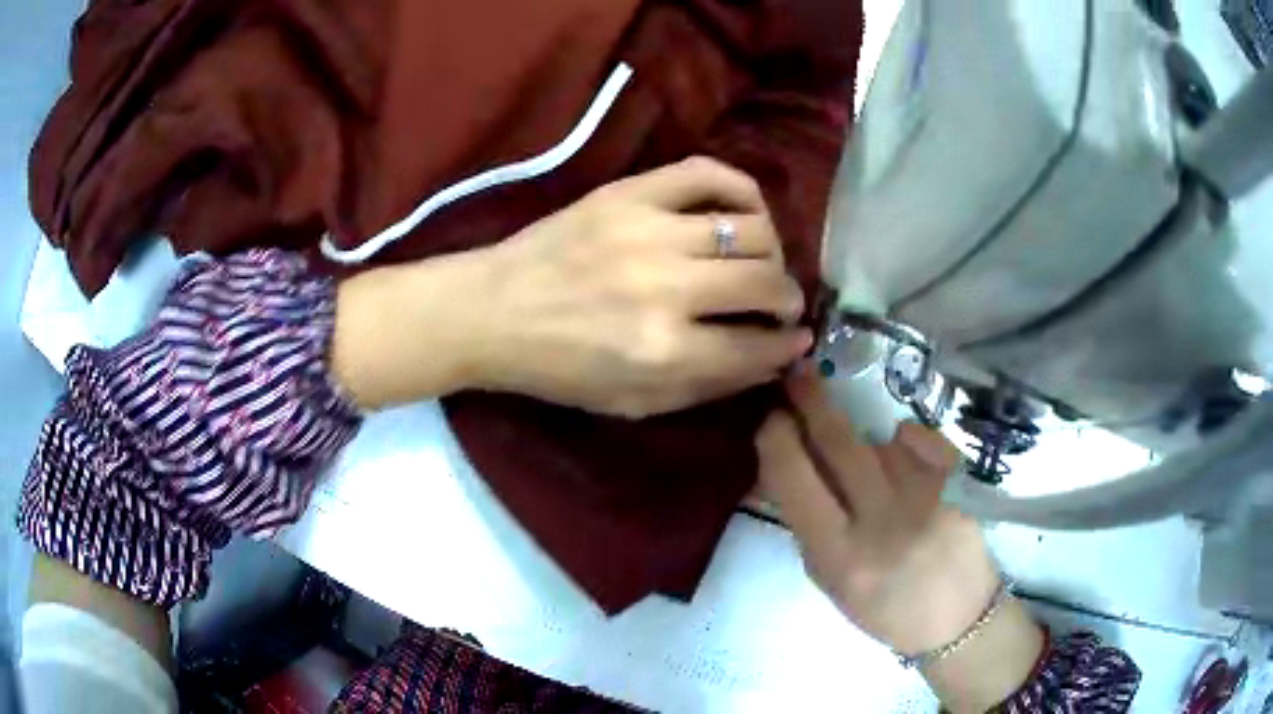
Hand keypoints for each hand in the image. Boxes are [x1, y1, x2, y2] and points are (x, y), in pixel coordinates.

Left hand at [471, 157, 811, 417]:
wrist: (492, 310)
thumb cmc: (559, 369)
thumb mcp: (633, 403)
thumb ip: (708, 386)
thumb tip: (772, 360)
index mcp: (663, 351)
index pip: (757, 345)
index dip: (786, 346)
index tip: (796, 340)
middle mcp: (666, 288)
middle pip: (764, 282)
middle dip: (788, 299)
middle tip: (781, 304)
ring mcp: (648, 231)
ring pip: (750, 229)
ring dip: (771, 251)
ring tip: (761, 262)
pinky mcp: (629, 193)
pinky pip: (709, 174)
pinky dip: (742, 190)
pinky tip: (744, 212)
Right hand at [756, 374, 1044, 711]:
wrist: (957, 616)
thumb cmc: (884, 607)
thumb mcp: (831, 580)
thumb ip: (806, 525)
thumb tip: (779, 469)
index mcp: (840, 554)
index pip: (794, 479)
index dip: (776, 438)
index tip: (771, 417)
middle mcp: (883, 520)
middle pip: (838, 441)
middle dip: (810, 400)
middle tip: (797, 374)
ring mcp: (926, 494)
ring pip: (878, 440)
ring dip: (863, 444)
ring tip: (873, 476)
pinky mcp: (957, 481)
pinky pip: (917, 438)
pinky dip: (903, 442)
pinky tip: (904, 460)